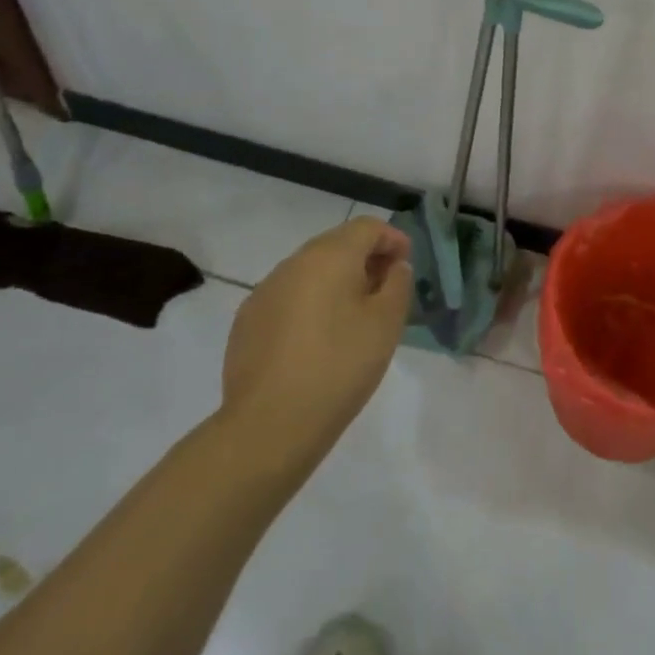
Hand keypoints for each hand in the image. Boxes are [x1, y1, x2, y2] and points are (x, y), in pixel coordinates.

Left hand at [217, 218, 412, 468]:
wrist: (269, 426)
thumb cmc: (339, 366)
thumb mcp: (386, 324)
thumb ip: (397, 284)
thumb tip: (393, 267)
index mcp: (330, 256)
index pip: (367, 227)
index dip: (392, 239)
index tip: (406, 264)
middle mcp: (294, 263)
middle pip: (337, 244)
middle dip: (365, 259)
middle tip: (385, 289)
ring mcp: (265, 291)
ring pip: (310, 271)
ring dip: (336, 281)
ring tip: (353, 316)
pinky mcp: (247, 321)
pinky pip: (287, 297)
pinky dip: (309, 303)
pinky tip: (317, 339)